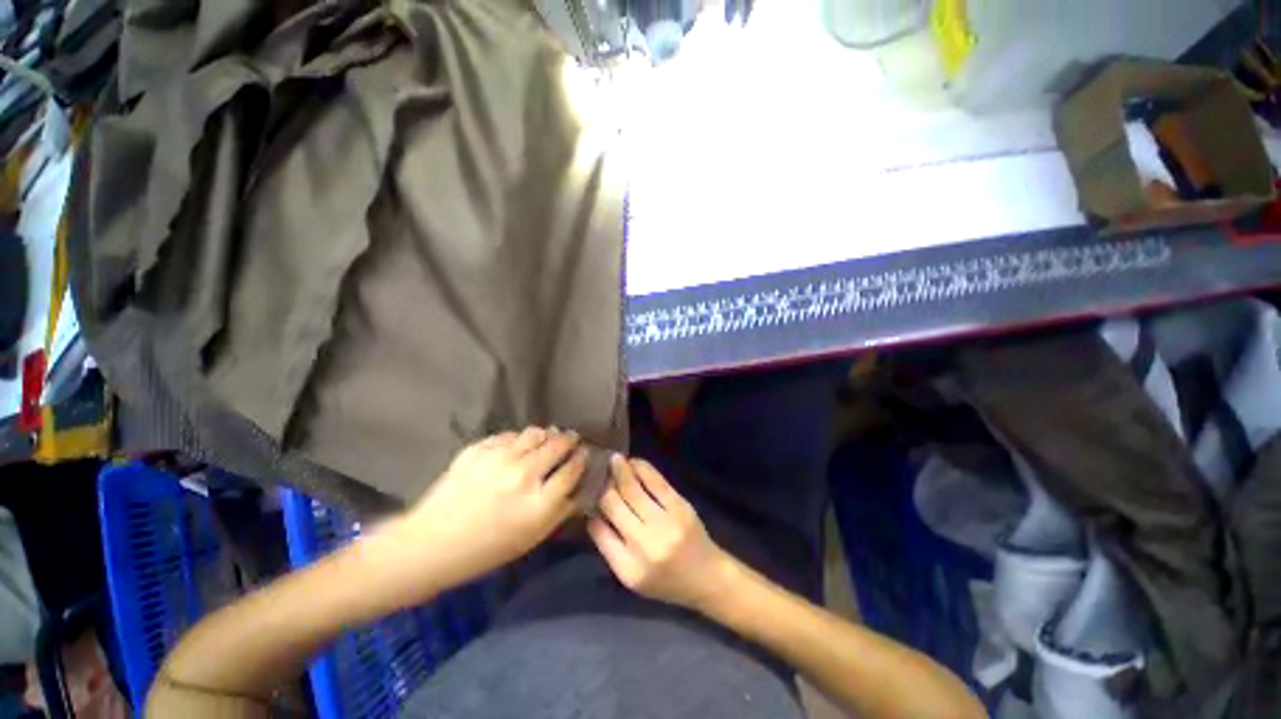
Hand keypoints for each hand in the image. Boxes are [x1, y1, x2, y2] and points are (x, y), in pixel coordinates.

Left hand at [377, 427, 587, 596]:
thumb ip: (560, 511)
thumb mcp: (532, 538)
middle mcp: (523, 475)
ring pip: (535, 433)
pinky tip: (518, 446)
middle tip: (571, 439)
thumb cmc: (486, 549)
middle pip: (558, 445)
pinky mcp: (478, 449)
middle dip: (569, 440)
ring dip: (546, 434)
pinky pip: (509, 435)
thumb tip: (579, 488)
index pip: (572, 469)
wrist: (432, 544)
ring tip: (547, 438)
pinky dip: (519, 438)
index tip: (584, 453)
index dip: (582, 458)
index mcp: (539, 502)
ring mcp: (499, 458)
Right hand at [588, 455, 737, 611]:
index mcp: (629, 569)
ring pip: (633, 489)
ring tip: (613, 459)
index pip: (599, 531)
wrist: (708, 577)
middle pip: (614, 505)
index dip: (591, 508)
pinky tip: (633, 463)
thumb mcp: (633, 577)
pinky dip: (642, 469)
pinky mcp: (680, 507)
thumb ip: (611, 549)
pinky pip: (656, 482)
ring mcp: (665, 524)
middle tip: (597, 470)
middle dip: (603, 485)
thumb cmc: (667, 581)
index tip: (587, 493)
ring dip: (620, 471)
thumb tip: (593, 514)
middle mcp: (645, 545)